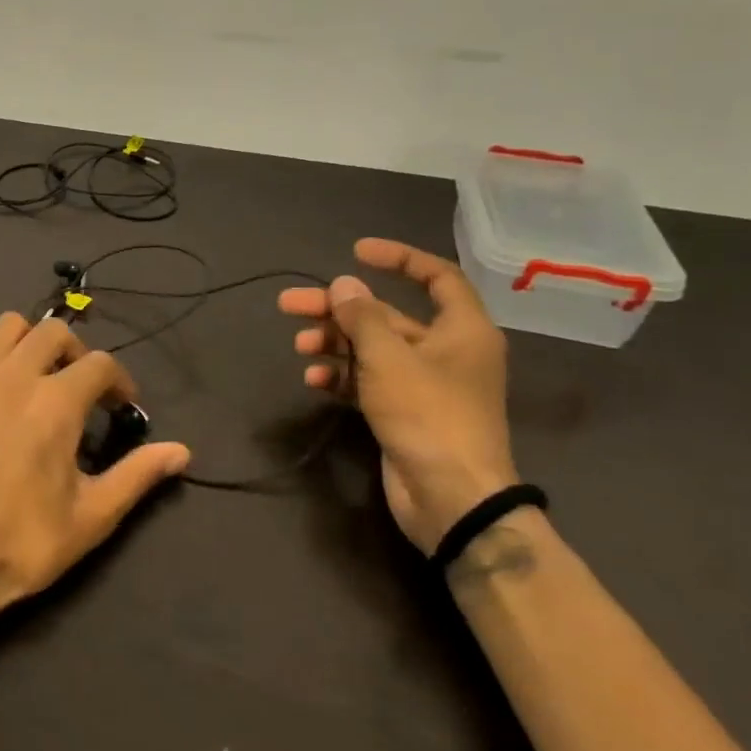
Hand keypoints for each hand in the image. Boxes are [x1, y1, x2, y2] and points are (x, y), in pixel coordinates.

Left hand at [0, 313, 190, 626]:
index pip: (101, 364)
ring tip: (38, 375)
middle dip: (77, 352)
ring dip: (30, 340)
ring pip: (7, 326)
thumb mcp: (91, 516)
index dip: (120, 382)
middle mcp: (16, 376)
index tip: (121, 409)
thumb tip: (181, 451)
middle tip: (83, 388)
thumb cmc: (22, 542)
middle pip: (54, 331)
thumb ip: (137, 475)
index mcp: (57, 402)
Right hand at [278, 239, 516, 552]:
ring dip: (334, 343)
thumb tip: (343, 284)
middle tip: (289, 304)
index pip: (437, 276)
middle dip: (338, 309)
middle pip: (386, 316)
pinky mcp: (405, 412)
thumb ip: (361, 317)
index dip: (398, 258)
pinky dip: (341, 376)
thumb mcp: (388, 358)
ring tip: (299, 346)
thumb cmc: (428, 414)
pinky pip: (368, 381)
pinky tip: (313, 381)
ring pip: (372, 349)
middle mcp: (446, 351)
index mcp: (461, 330)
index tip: (355, 252)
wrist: (451, 498)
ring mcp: (425, 384)